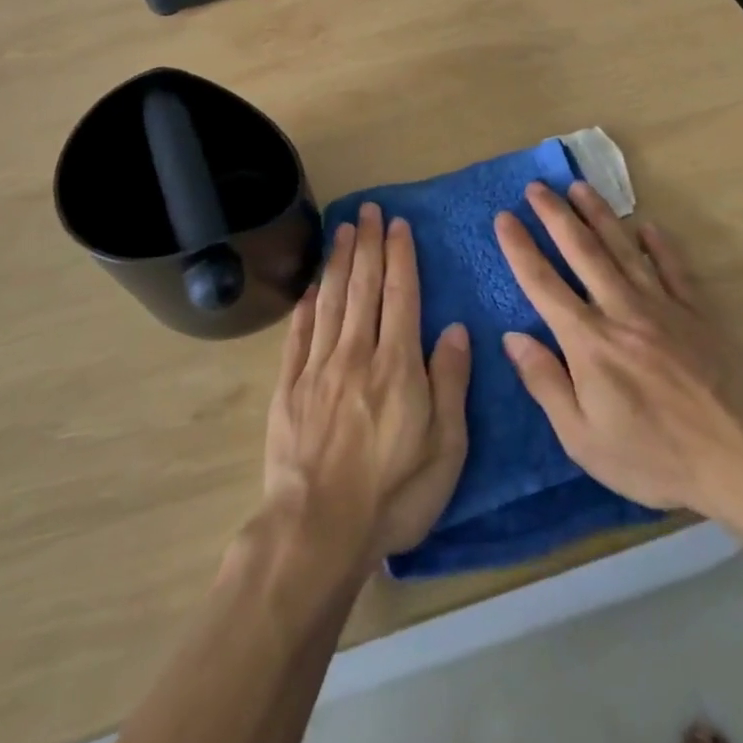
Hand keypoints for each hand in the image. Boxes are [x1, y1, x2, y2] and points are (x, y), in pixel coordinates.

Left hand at [261, 202, 471, 569]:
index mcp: (396, 365)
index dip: (399, 257)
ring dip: (337, 261)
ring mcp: (317, 368)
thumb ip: (450, 383)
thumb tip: (453, 329)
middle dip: (368, 244)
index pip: (400, 296)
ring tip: (342, 228)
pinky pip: (298, 334)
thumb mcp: (445, 449)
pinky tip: (311, 286)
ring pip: (330, 300)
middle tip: (368, 210)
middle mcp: (356, 354)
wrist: (317, 531)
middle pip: (363, 287)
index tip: (397, 225)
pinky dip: (306, 305)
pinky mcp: (289, 387)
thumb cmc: (393, 495)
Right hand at [495, 181, 742, 531]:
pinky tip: (648, 225)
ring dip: (599, 214)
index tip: (503, 217)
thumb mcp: (583, 439)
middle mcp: (621, 310)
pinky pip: (674, 268)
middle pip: (582, 251)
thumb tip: (512, 338)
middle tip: (536, 186)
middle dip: (555, 215)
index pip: (543, 284)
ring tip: (579, 187)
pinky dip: (660, 245)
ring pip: (623, 249)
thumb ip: (545, 383)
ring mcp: (662, 307)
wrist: (742, 459)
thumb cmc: (654, 457)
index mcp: (588, 341)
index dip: (520, 248)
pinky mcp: (697, 313)